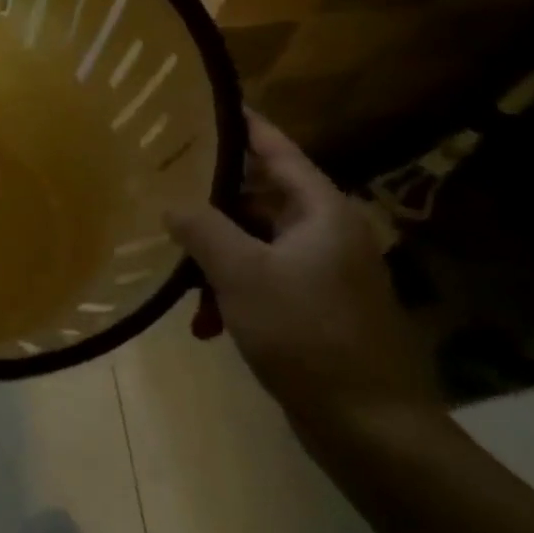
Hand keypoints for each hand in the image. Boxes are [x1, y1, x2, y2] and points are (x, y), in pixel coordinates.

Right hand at [166, 113, 441, 435]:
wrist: (371, 428)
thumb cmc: (307, 334)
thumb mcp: (241, 273)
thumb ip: (201, 228)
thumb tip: (170, 203)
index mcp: (321, 211)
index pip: (277, 149)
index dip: (241, 124)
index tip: (202, 104)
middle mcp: (327, 232)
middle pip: (260, 196)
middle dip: (211, 199)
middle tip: (162, 184)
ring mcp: (324, 272)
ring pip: (256, 242)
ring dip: (216, 255)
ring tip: (174, 267)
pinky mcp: (317, 308)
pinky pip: (264, 279)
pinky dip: (233, 291)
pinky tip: (203, 321)